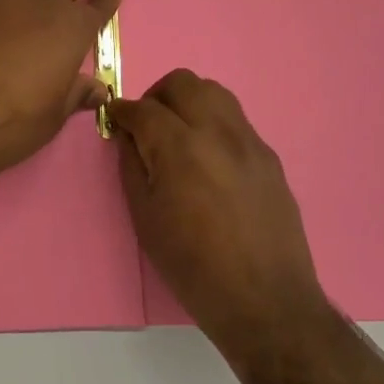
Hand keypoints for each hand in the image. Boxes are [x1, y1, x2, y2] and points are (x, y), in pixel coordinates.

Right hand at [109, 70, 328, 347]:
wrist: (265, 300)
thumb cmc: (193, 266)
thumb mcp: (146, 219)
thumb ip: (133, 167)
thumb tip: (128, 137)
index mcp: (181, 147)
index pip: (144, 108)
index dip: (122, 110)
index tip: (114, 119)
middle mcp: (218, 131)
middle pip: (183, 83)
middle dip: (156, 96)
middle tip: (146, 125)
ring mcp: (250, 141)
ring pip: (215, 93)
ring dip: (189, 102)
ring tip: (178, 135)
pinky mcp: (269, 157)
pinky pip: (236, 121)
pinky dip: (214, 123)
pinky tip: (209, 159)